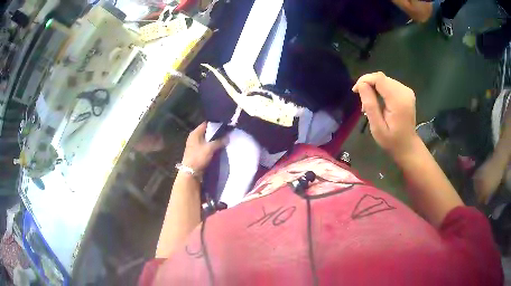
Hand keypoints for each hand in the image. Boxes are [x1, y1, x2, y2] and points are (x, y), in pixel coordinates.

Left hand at [182, 122, 226, 171]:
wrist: (190, 172)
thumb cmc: (198, 157)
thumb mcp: (210, 148)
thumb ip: (219, 141)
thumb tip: (227, 137)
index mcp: (195, 133)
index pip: (206, 124)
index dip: (215, 123)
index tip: (225, 124)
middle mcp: (194, 137)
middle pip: (207, 132)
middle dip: (216, 132)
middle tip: (227, 132)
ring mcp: (195, 145)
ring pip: (207, 140)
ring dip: (215, 140)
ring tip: (225, 139)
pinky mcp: (198, 152)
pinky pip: (207, 146)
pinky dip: (212, 147)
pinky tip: (220, 147)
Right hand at [352, 72, 418, 158]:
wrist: (408, 147)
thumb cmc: (392, 141)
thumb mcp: (377, 127)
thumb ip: (370, 105)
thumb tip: (361, 85)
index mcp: (398, 100)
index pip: (379, 78)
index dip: (365, 80)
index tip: (355, 92)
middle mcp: (404, 91)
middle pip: (381, 78)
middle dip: (368, 85)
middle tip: (362, 103)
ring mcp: (407, 91)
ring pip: (384, 80)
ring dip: (374, 88)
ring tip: (369, 104)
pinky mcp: (406, 92)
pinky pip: (389, 84)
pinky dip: (380, 90)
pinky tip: (378, 101)